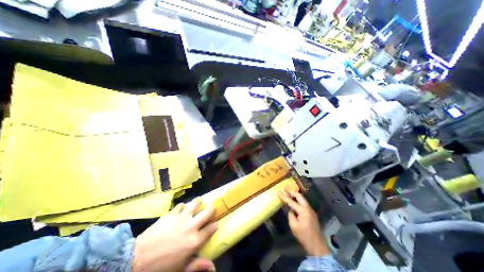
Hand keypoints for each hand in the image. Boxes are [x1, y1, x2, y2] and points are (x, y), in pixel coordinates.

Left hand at [131, 198, 216, 271]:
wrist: (136, 261)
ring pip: (194, 204)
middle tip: (211, 207)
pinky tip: (182, 207)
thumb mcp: (181, 269)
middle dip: (211, 209)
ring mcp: (181, 218)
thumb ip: (197, 265)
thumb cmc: (161, 268)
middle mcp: (191, 226)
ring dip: (198, 202)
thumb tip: (213, 267)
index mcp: (195, 240)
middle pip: (206, 212)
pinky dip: (182, 206)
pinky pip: (180, 206)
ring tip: (199, 201)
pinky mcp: (171, 214)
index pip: (210, 229)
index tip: (216, 223)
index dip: (214, 225)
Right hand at [278, 188, 330, 255]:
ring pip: (302, 199)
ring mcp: (311, 210)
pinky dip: (298, 200)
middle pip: (299, 196)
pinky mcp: (312, 213)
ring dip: (295, 195)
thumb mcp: (293, 226)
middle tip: (285, 188)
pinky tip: (295, 200)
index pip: (291, 201)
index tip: (278, 191)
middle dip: (291, 191)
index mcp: (303, 210)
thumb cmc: (304, 236)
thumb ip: (291, 215)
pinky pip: (304, 203)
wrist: (317, 246)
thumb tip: (291, 210)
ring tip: (289, 191)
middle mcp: (308, 208)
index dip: (284, 196)